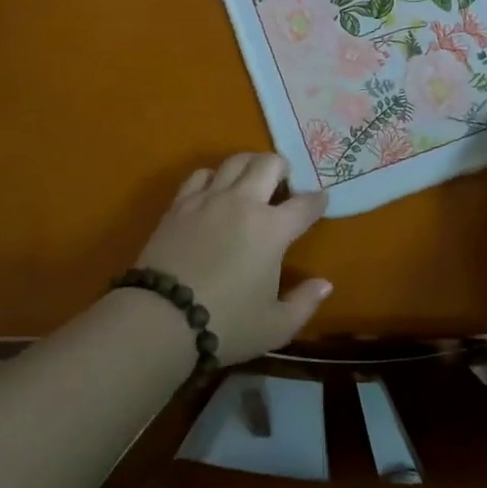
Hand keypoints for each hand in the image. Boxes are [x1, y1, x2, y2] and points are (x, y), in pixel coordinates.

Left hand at [135, 154, 331, 365]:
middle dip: (283, 167)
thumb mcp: (275, 326)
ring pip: (235, 161)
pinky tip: (214, 189)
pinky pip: (200, 175)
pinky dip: (213, 176)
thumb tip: (325, 284)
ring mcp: (209, 199)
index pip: (304, 205)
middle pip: (269, 164)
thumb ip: (305, 303)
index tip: (322, 199)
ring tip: (252, 177)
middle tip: (284, 181)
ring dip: (250, 163)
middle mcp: (244, 203)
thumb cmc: (226, 324)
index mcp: (273, 229)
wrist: (162, 318)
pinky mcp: (180, 204)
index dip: (318, 200)